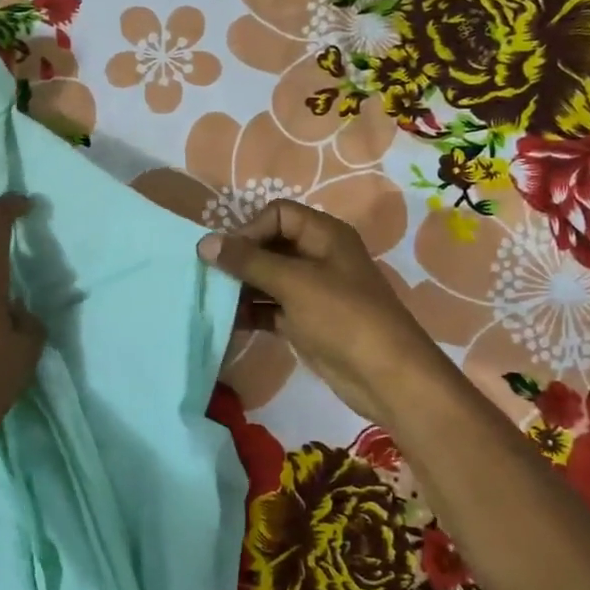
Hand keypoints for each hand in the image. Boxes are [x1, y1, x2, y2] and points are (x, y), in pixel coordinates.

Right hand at [198, 200, 456, 427]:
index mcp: (325, 235)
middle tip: (209, 279)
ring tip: (212, 301)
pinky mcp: (305, 321)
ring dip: (241, 288)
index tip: (227, 256)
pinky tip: (226, 323)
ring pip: (267, 279)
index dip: (250, 230)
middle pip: (270, 246)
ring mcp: (312, 291)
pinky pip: (270, 308)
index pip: (278, 214)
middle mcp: (318, 257)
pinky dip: (250, 313)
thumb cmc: (342, 317)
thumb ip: (248, 262)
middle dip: (240, 260)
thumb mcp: (294, 283)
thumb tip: (205, 243)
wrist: (384, 375)